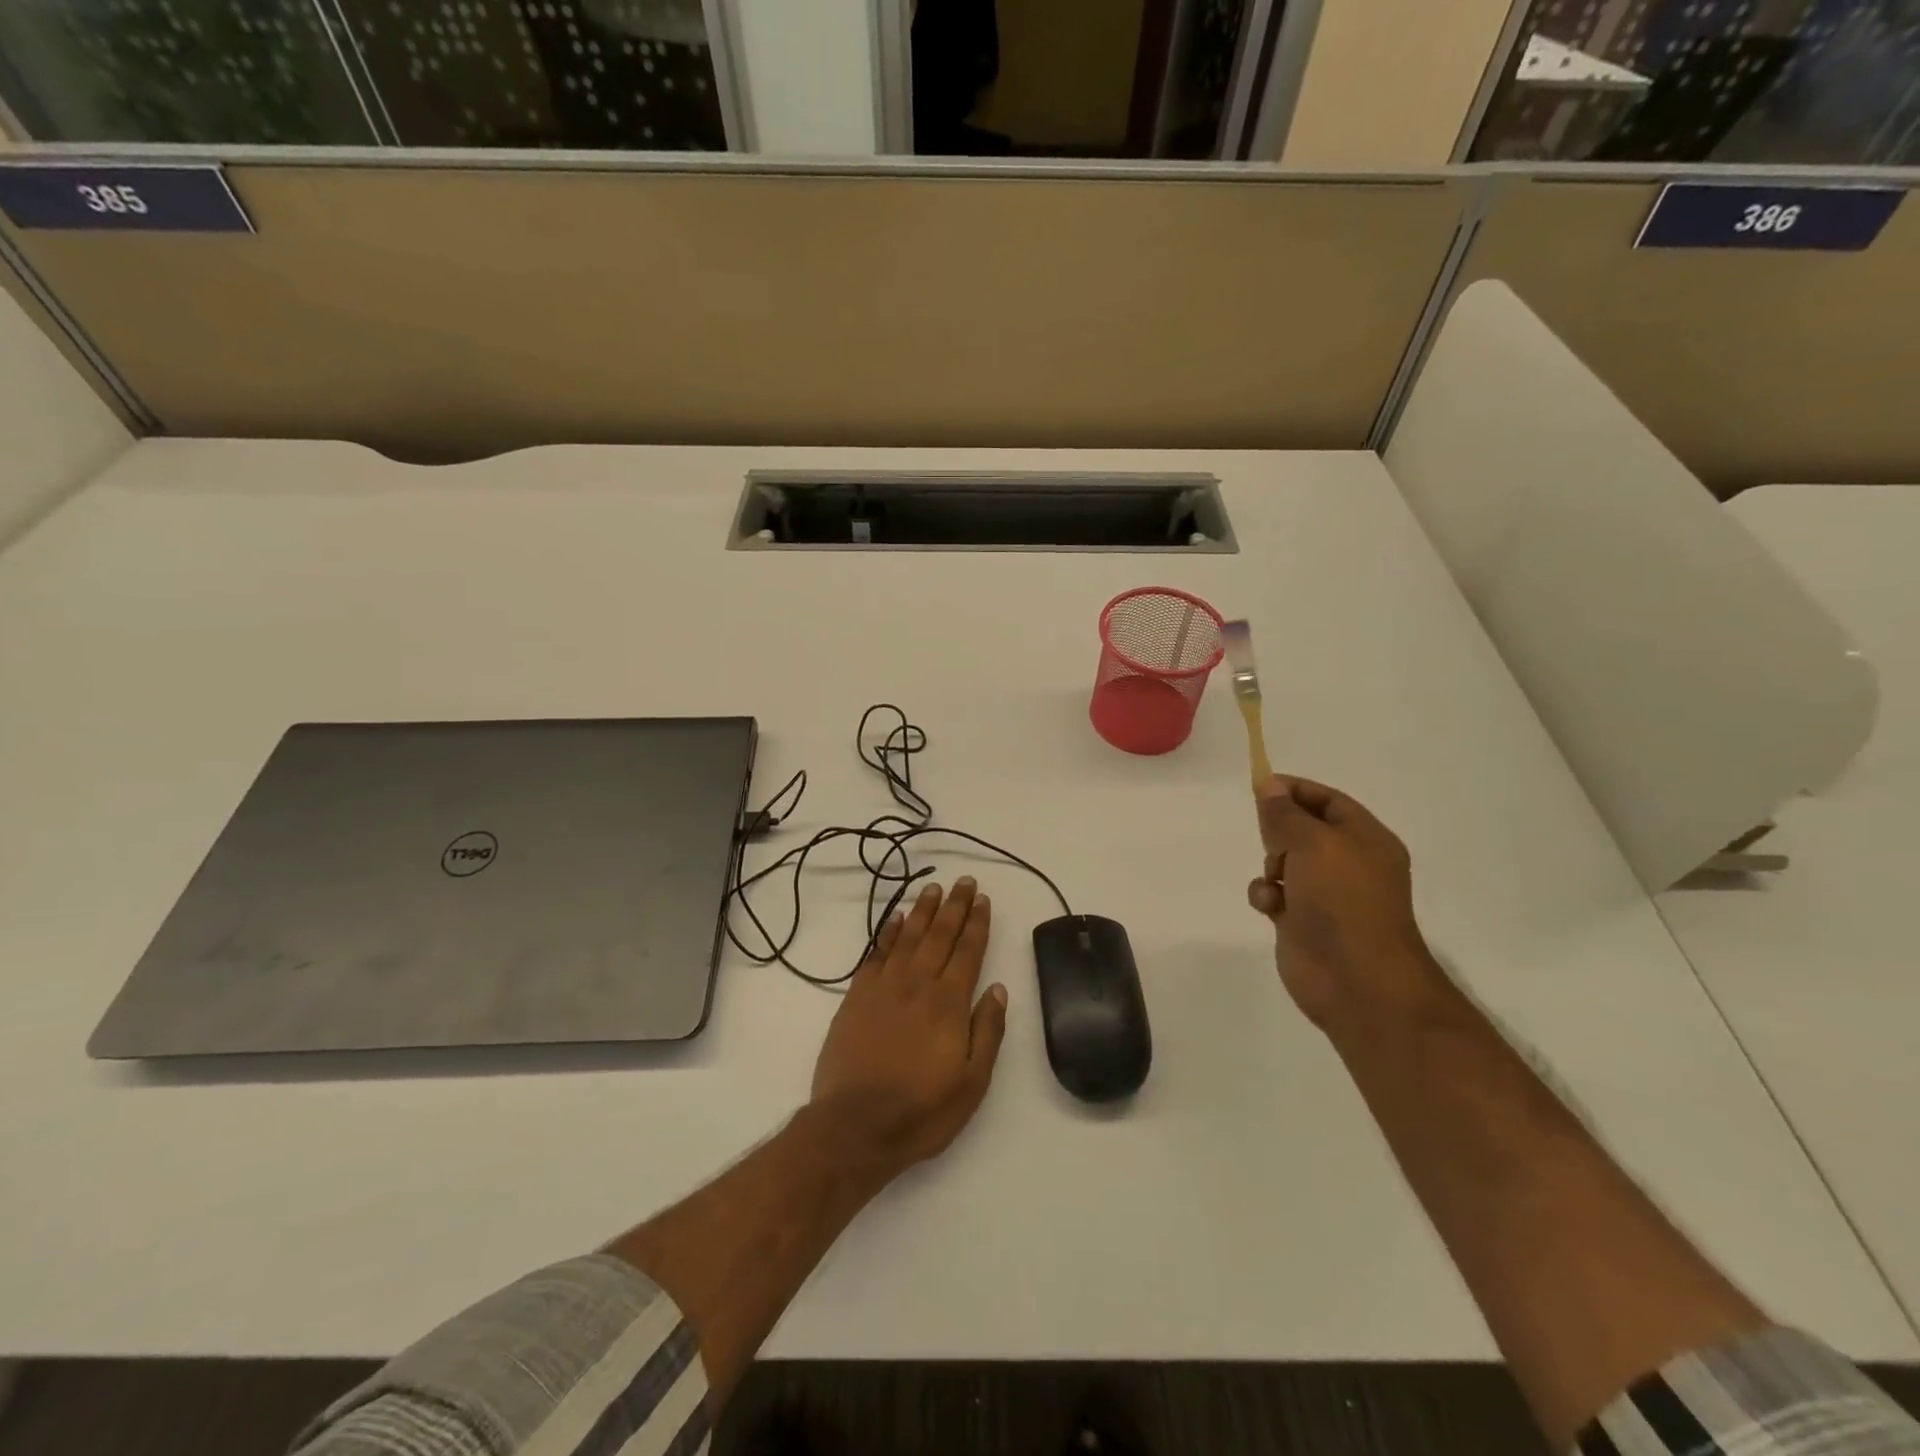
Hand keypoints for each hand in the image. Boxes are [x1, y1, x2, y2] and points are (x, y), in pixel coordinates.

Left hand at [810, 877, 1008, 1176]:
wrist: (855, 1126)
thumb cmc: (922, 1110)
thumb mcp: (972, 1082)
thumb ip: (987, 1031)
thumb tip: (999, 989)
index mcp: (949, 1004)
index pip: (968, 952)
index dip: (977, 924)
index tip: (983, 900)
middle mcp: (918, 985)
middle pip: (940, 936)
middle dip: (954, 906)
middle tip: (964, 881)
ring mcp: (884, 988)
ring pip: (908, 937)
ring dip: (923, 911)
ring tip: (933, 889)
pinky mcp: (857, 997)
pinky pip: (876, 954)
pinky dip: (887, 932)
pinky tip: (896, 918)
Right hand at [1246, 776, 1442, 1032]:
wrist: (1356, 979)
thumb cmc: (1341, 900)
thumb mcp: (1312, 843)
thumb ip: (1285, 813)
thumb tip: (1269, 786)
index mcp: (1365, 839)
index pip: (1328, 800)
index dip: (1295, 790)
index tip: (1259, 787)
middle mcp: (1348, 863)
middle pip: (1303, 830)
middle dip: (1279, 832)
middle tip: (1272, 842)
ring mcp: (1326, 894)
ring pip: (1284, 862)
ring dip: (1270, 866)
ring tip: (1275, 881)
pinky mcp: (1303, 921)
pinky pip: (1274, 894)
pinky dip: (1266, 895)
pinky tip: (1270, 907)